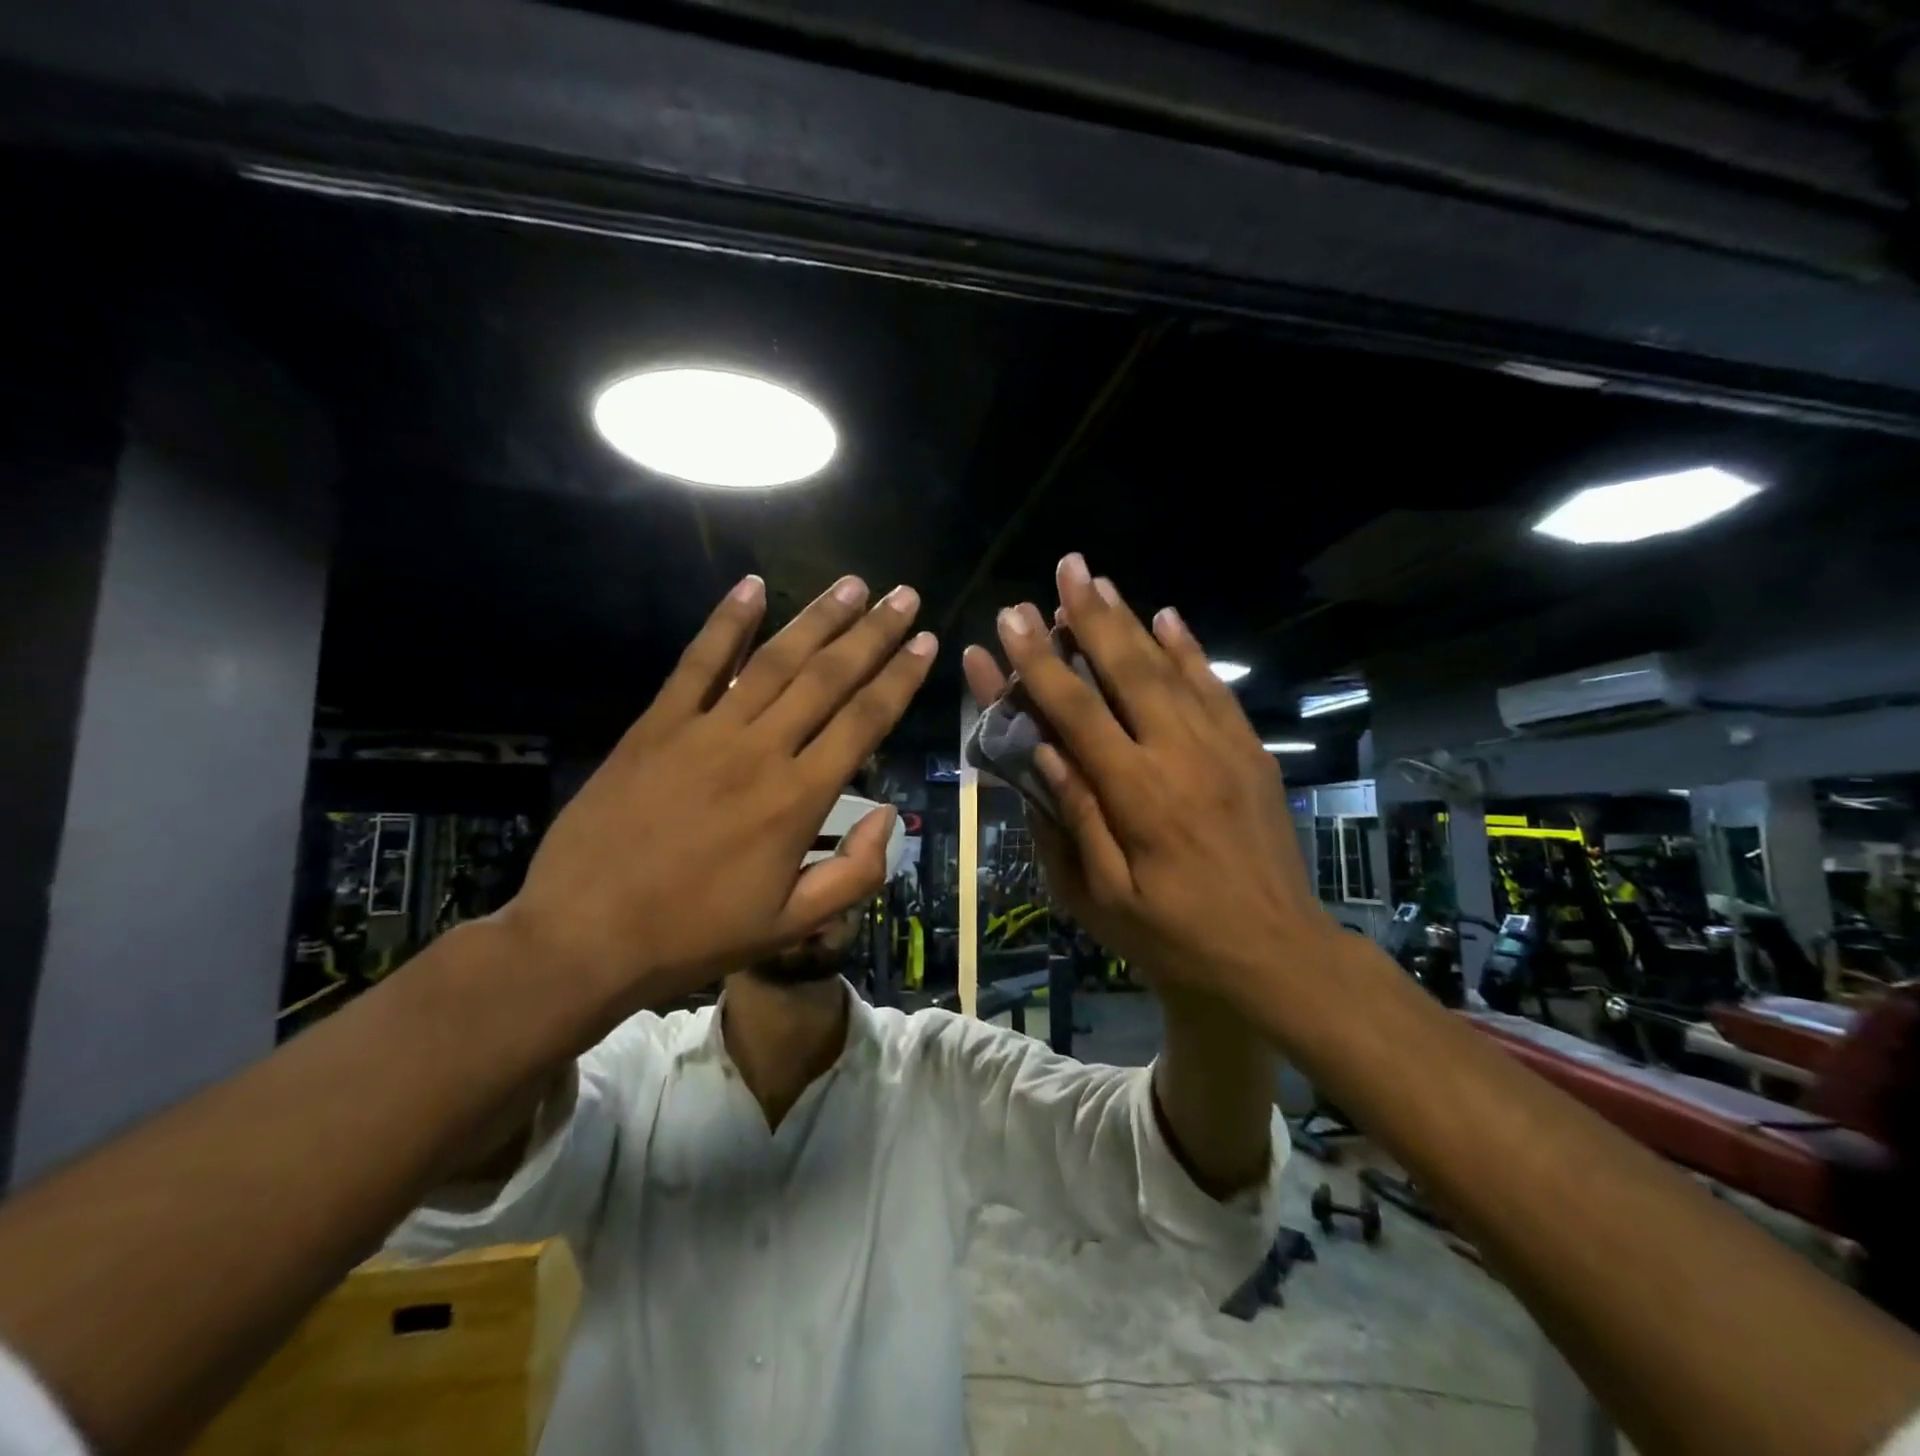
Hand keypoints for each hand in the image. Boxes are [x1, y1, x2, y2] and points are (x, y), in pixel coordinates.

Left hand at [501, 574, 935, 1011]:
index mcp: (799, 799)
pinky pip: (698, 663)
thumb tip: (888, 818)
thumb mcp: (791, 926)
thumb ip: (854, 875)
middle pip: (829, 678)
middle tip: (903, 596)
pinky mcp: (657, 725)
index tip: (926, 642)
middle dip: (872, 634)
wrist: (585, 937)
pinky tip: (752, 586)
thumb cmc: (696, 935)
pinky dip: (726, 623)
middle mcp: (761, 751)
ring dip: (817, 619)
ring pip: (774, 661)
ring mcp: (706, 731)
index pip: (865, 722)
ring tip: (853, 584)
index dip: (901, 678)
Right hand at [968, 555, 1333, 1008]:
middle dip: (1089, 615)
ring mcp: (1222, 749)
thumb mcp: (1104, 899)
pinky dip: (1189, 649)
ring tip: (1101, 580)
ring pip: (1170, 668)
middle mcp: (1180, 756)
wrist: (1280, 956)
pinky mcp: (1250, 753)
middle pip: (1127, 670)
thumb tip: (1044, 752)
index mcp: (1136, 795)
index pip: (1076, 712)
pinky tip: (1168, 617)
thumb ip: (1074, 819)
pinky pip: (1216, 688)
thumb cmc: (1177, 938)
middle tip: (1065, 567)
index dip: (1038, 663)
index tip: (1010, 620)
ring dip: (1132, 620)